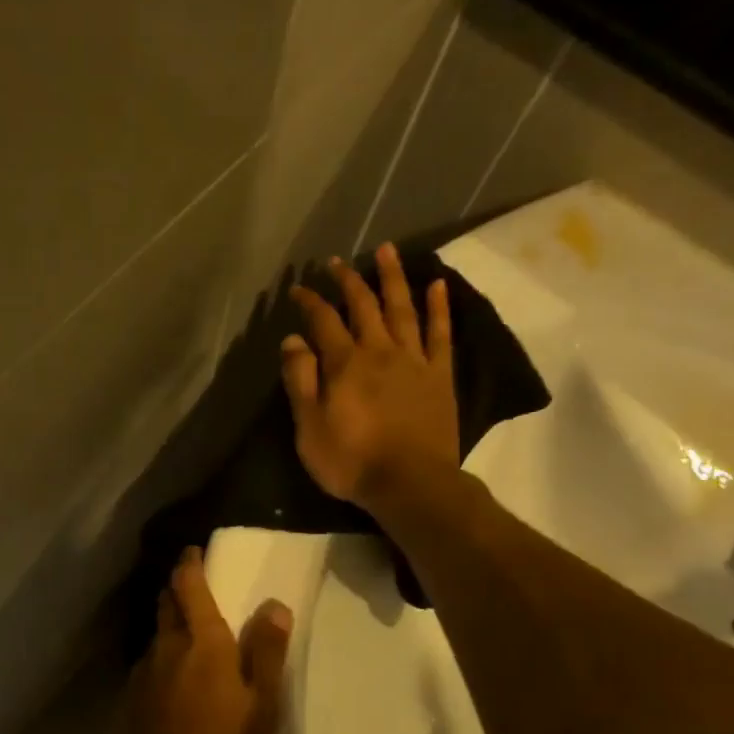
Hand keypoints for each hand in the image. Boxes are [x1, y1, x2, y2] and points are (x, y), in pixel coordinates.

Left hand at [127, 548, 292, 733]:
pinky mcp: (132, 698)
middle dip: (177, 588)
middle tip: (194, 587)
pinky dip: (163, 657)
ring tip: (191, 638)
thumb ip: (266, 651)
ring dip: (170, 624)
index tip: (194, 551)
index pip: (188, 586)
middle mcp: (167, 646)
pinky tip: (175, 681)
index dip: (190, 564)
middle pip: (166, 603)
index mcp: (202, 641)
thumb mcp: (261, 704)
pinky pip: (150, 663)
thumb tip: (274, 604)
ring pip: (157, 634)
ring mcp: (144, 672)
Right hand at [281, 243, 457, 510]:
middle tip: (336, 262)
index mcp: (345, 363)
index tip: (298, 288)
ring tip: (386, 251)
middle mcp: (379, 351)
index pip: (323, 320)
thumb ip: (300, 380)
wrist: (410, 483)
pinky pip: (440, 333)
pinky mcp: (439, 375)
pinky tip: (437, 285)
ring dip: (393, 278)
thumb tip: (293, 339)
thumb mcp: (309, 427)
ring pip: (402, 309)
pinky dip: (438, 307)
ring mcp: (414, 360)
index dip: (310, 301)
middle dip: (347, 281)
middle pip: (363, 305)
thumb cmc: (351, 461)